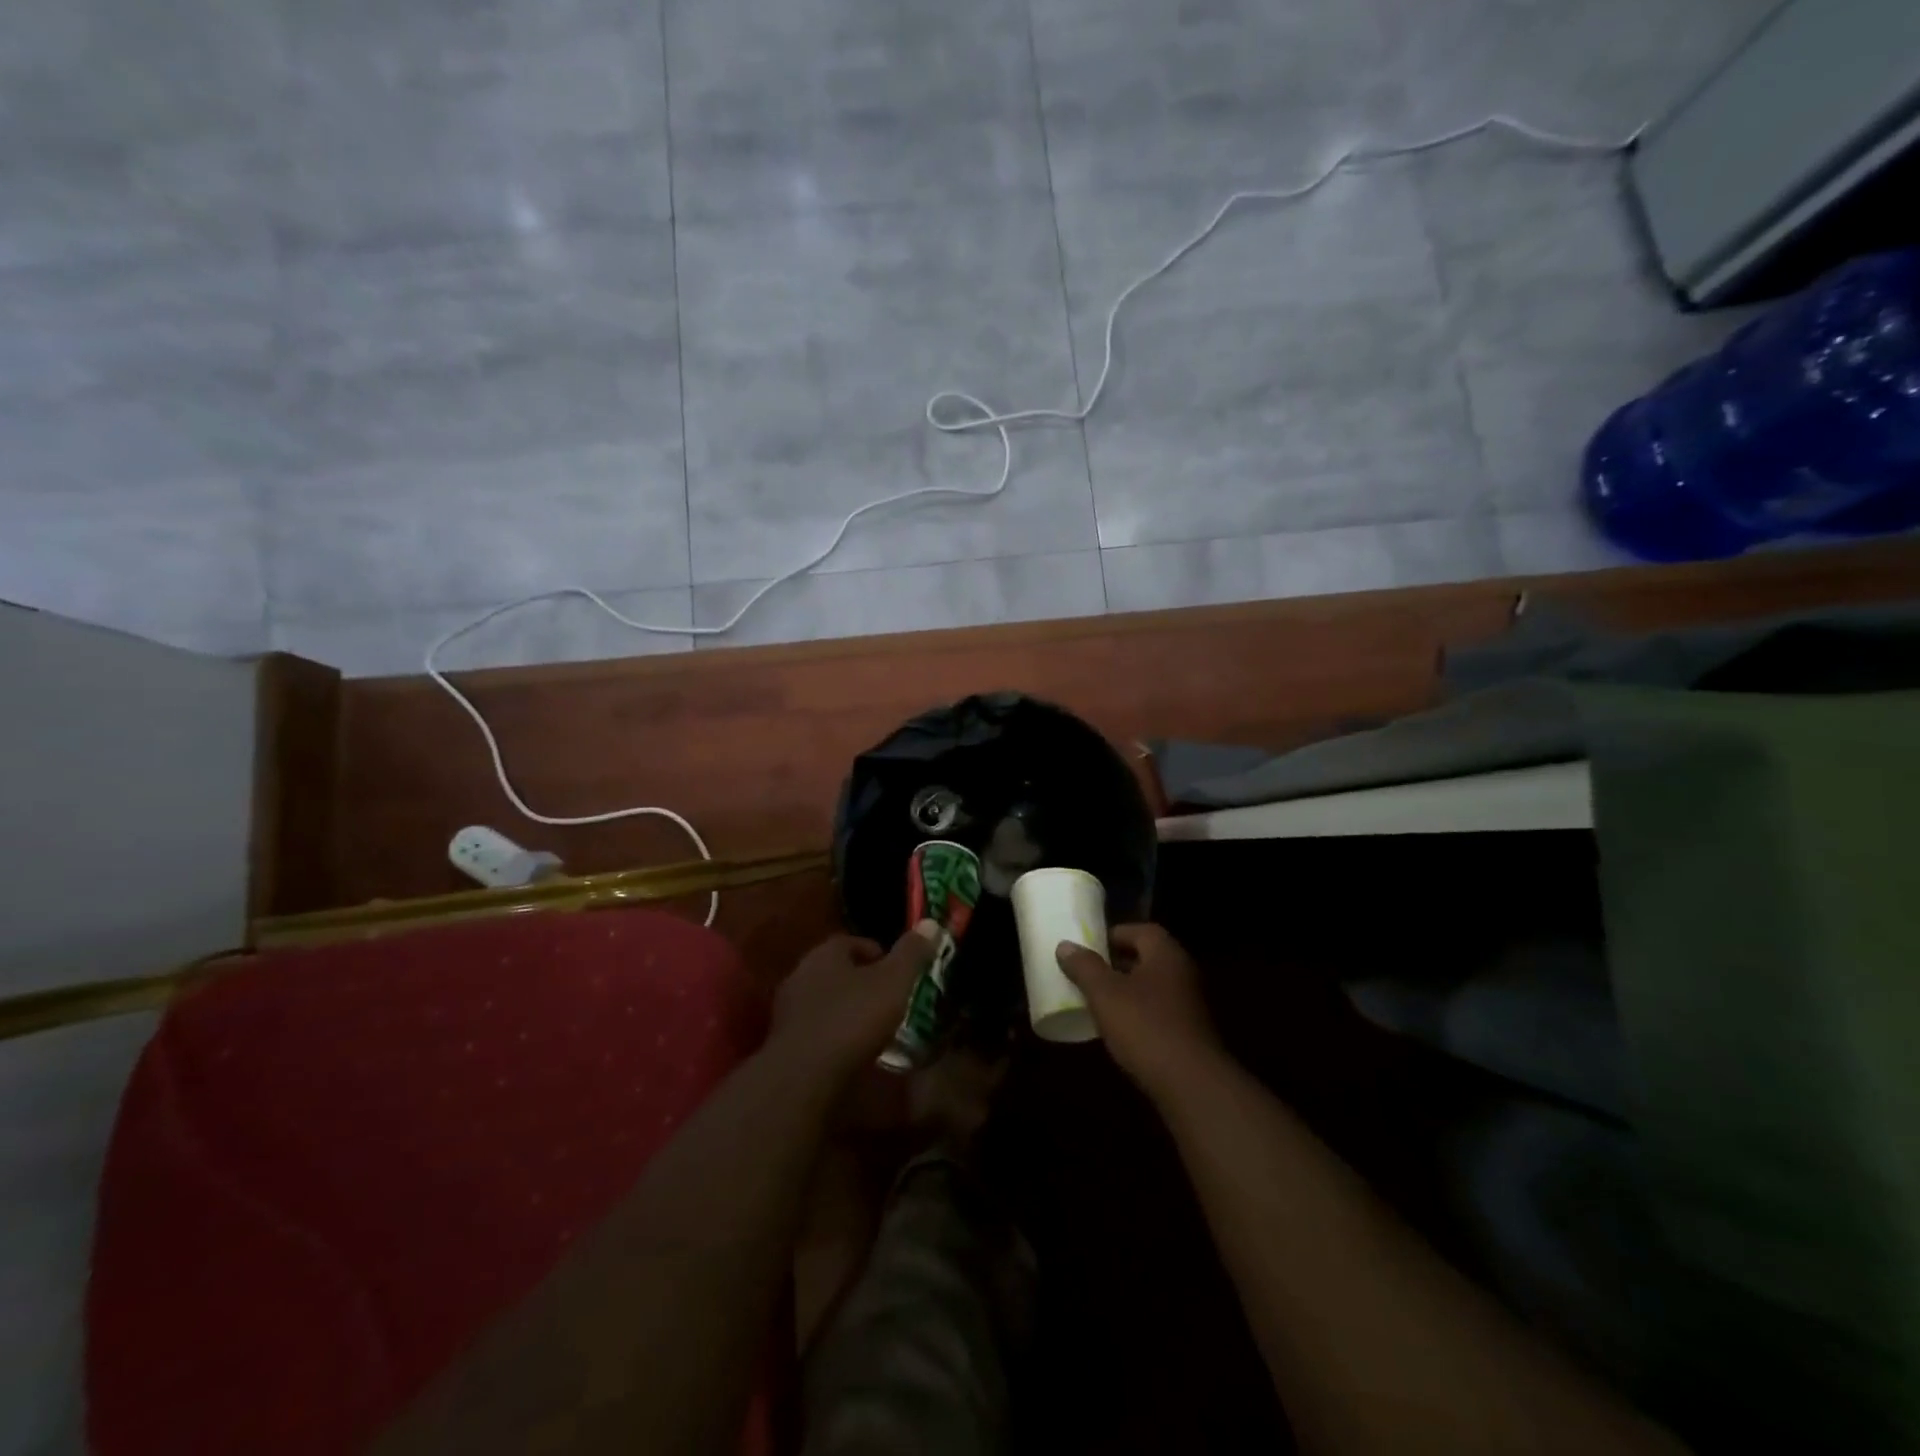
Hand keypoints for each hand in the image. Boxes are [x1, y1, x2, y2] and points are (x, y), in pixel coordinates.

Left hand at [770, 922, 940, 1081]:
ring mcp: (788, 1010)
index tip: (900, 974)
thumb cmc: (852, 1020)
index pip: (852, 941)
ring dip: (847, 1010)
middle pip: (838, 971)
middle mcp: (800, 974)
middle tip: (890, 1000)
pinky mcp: (784, 1042)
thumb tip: (931, 922)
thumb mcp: (893, 982)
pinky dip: (834, 1035)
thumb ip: (911, 953)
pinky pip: (816, 1029)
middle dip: (863, 982)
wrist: (803, 1078)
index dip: (879, 954)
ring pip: (826, 1000)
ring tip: (874, 1028)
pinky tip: (851, 1051)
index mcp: (824, 953)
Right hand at [1056, 924, 1222, 1099]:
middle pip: (1147, 958)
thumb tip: (1065, 946)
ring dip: (1128, 990)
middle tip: (1089, 972)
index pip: (1141, 931)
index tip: (1089, 947)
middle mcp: (1183, 972)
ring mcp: (1190, 1004)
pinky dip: (1140, 1013)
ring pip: (1153, 986)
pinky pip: (1160, 1011)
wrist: (1191, 1084)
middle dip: (1118, 963)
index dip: (1114, 935)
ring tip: (1099, 1000)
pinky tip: (1120, 1029)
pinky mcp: (1190, 1033)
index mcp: (1166, 954)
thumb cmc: (1145, 1027)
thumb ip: (1084, 967)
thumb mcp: (1105, 994)